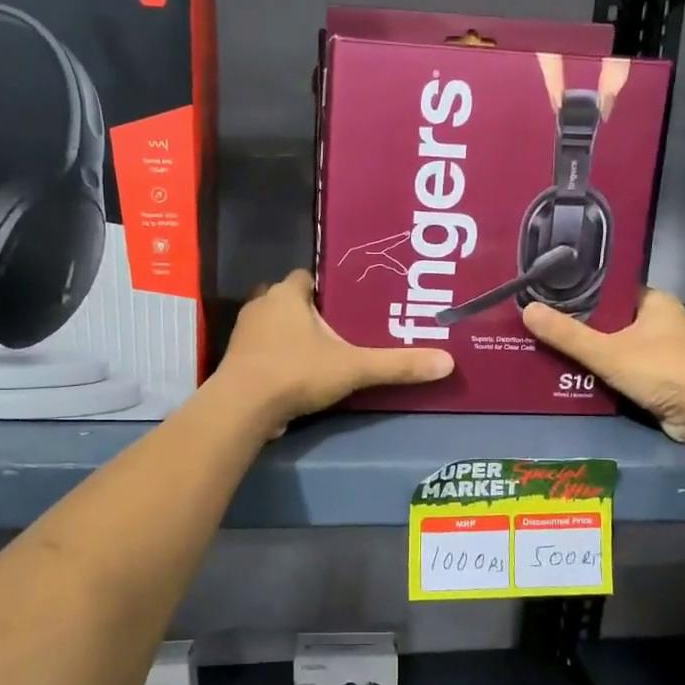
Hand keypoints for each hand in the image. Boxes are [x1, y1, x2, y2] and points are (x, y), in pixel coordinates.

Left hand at [213, 271, 453, 434]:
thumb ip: (396, 365)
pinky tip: (297, 375)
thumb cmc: (296, 372)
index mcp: (286, 295)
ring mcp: (244, 335)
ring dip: (291, 335)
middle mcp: (261, 306)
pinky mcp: (237, 362)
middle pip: (288, 300)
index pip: (305, 276)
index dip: (324, 286)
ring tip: (322, 351)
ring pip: (273, 326)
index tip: (345, 301)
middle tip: (339, 327)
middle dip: (309, 312)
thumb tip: (447, 362)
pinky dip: (277, 358)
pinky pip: (262, 351)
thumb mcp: (353, 368)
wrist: (243, 408)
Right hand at [521, 290, 684, 447]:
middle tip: (542, 327)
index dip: (581, 293)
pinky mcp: (664, 380)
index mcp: (654, 302)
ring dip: (591, 354)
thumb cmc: (662, 369)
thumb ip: (567, 334)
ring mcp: (665, 352)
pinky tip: (575, 378)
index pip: (612, 290)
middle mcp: (662, 322)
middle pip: (612, 320)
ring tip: (550, 352)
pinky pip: (625, 371)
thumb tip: (526, 310)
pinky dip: (604, 375)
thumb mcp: (607, 351)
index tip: (549, 297)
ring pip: (618, 347)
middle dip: (581, 327)